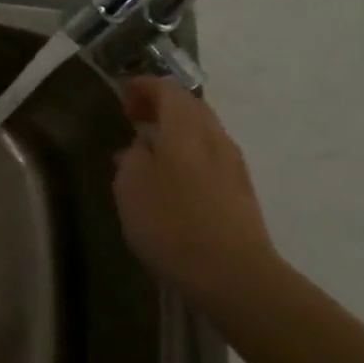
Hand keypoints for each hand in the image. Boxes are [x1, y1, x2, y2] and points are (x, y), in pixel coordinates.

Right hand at [113, 76, 281, 298]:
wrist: (234, 276)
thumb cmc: (172, 223)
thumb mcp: (131, 186)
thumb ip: (132, 157)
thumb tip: (141, 145)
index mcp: (186, 129)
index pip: (168, 91)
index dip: (144, 87)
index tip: (123, 94)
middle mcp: (215, 139)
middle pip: (191, 107)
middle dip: (162, 105)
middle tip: (134, 116)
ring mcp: (233, 166)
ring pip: (203, 132)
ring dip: (176, 131)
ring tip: (149, 148)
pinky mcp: (240, 193)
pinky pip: (210, 157)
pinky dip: (188, 153)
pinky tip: (171, 178)